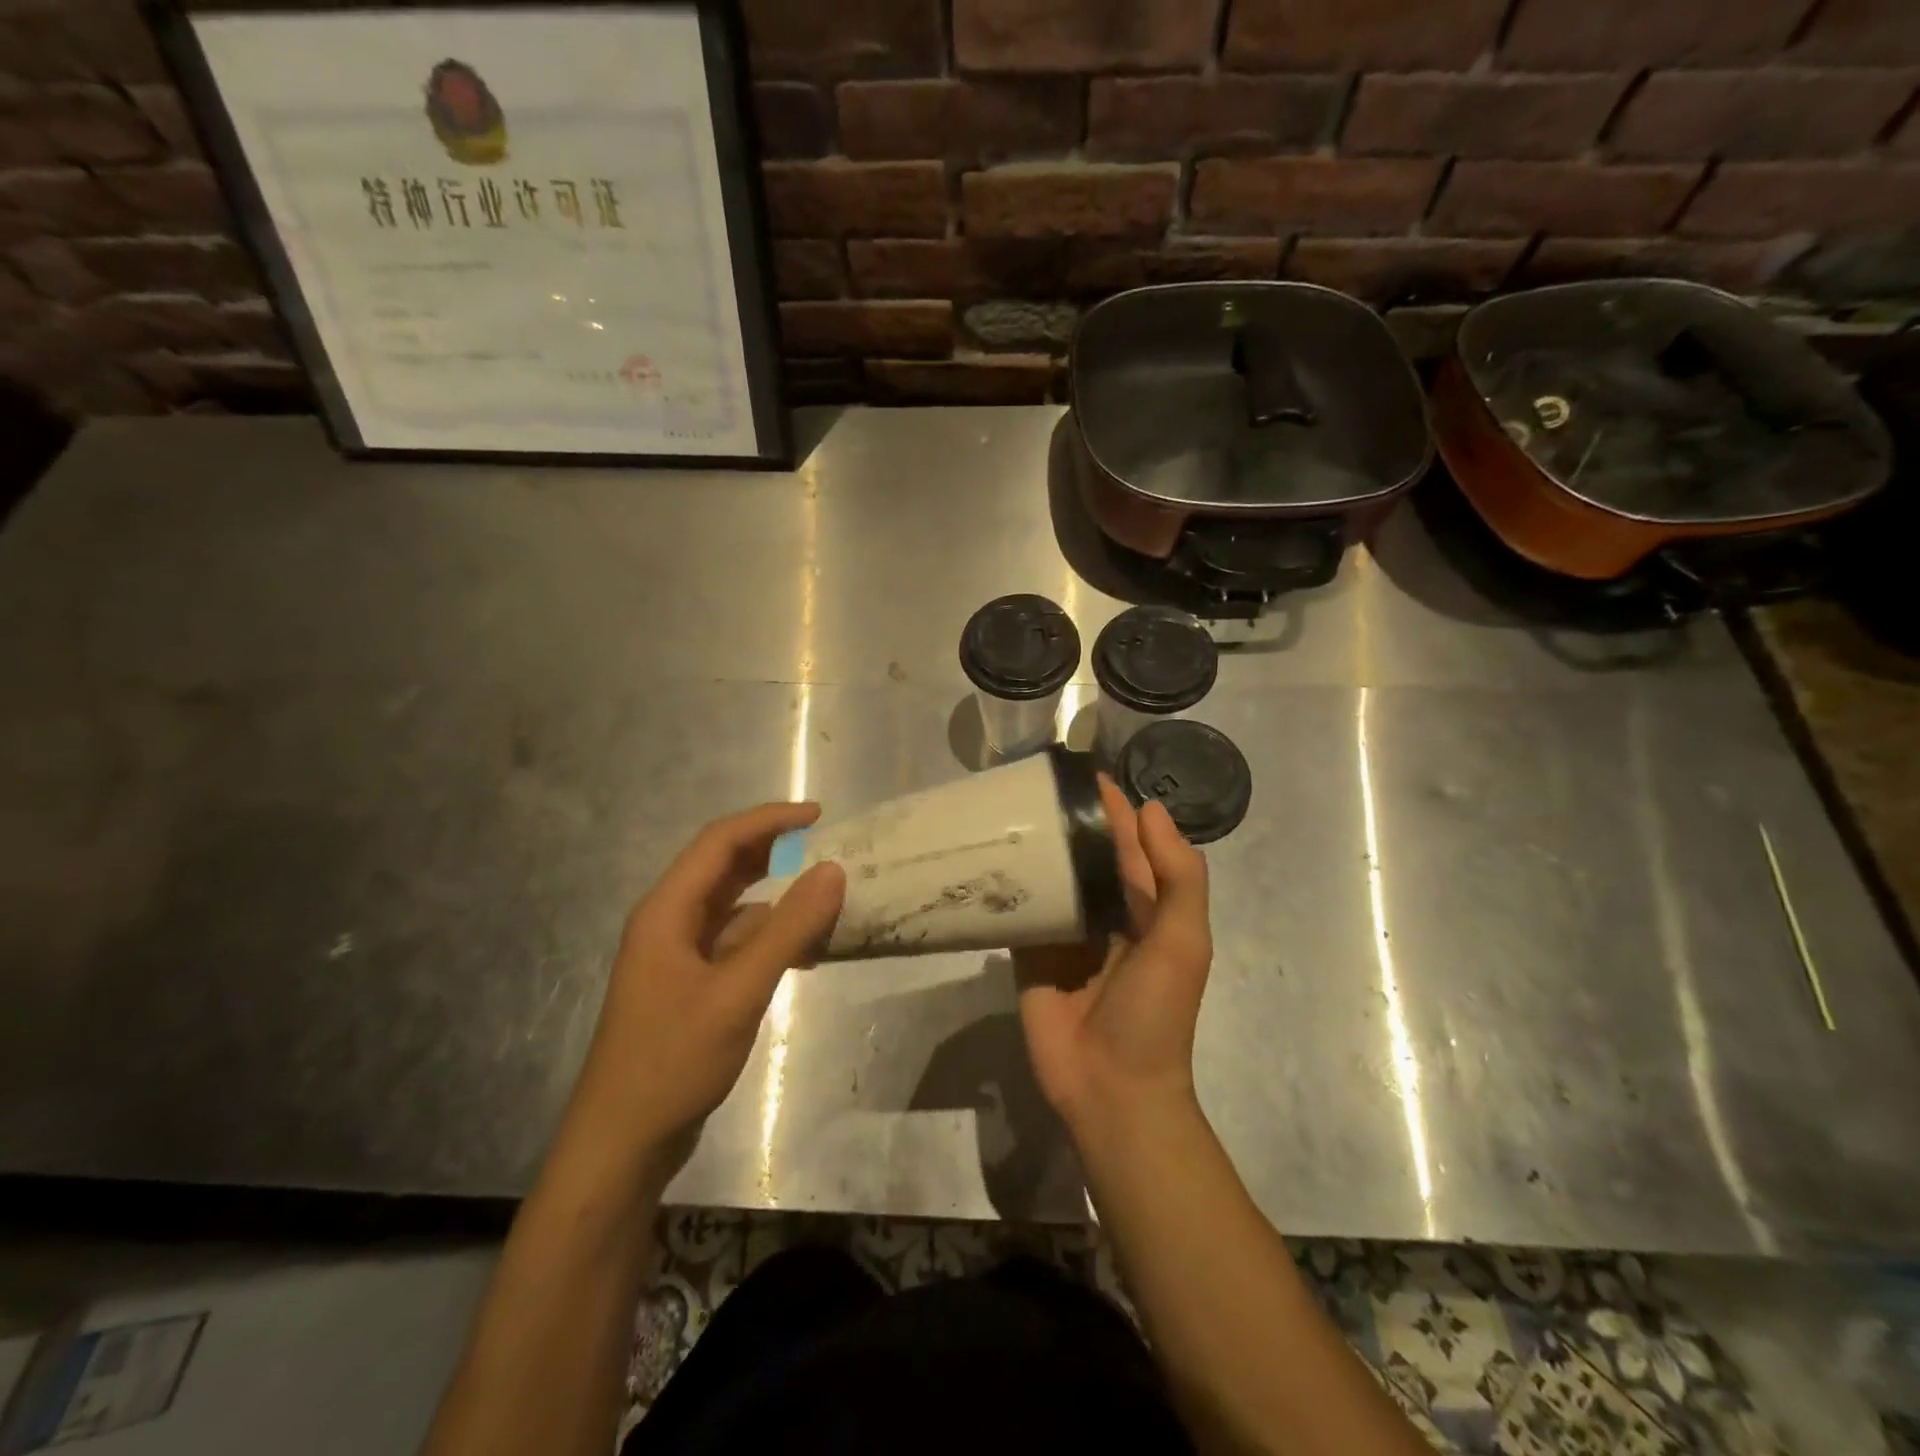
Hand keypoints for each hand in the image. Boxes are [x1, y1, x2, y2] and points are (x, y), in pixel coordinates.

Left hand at [566, 803, 845, 1168]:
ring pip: (735, 908)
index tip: (819, 816)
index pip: (720, 842)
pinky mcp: (691, 985)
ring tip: (827, 904)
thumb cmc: (672, 1061)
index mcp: (667, 910)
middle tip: (828, 850)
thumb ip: (788, 929)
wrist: (622, 1145)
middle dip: (775, 853)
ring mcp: (679, 956)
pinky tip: (806, 957)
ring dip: (778, 901)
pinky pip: (737, 944)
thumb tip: (833, 870)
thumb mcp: (738, 992)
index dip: (769, 820)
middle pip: (725, 868)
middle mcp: (670, 923)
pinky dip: (771, 940)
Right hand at [1014, 779, 1211, 1140]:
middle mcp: (1104, 913)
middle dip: (1063, 821)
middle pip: (1083, 855)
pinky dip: (1005, 887)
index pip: (1128, 843)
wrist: (1110, 1091)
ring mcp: (1063, 934)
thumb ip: (1177, 876)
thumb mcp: (1182, 942)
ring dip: (1031, 848)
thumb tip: (1151, 809)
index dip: (1111, 807)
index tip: (1079, 769)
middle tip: (1026, 781)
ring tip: (998, 809)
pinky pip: (1017, 913)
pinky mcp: (1028, 956)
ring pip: (1048, 879)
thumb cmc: (1154, 1014)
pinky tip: (981, 858)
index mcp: (1145, 907)